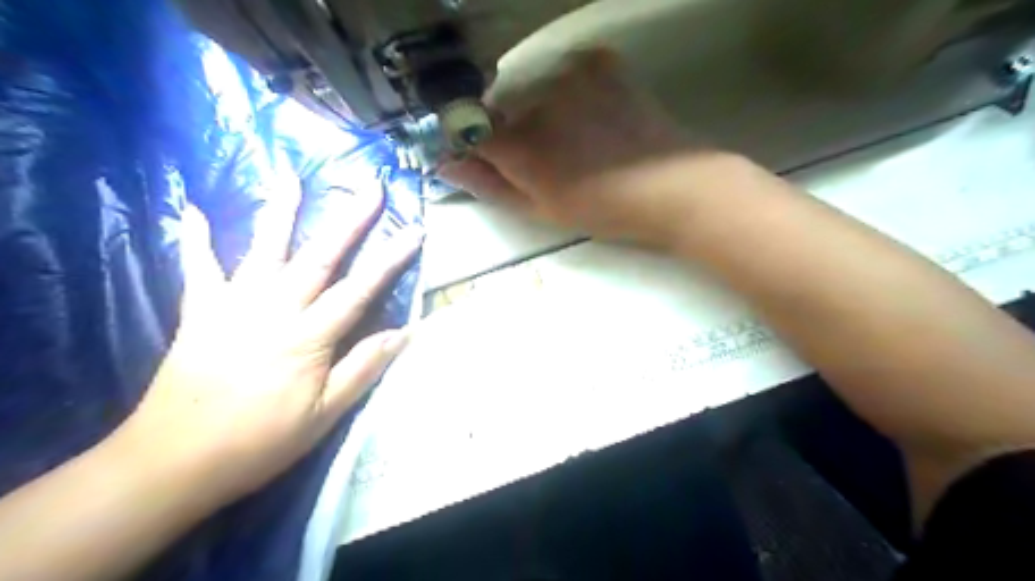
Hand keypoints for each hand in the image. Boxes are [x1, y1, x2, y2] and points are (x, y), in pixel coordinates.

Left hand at [112, 193, 418, 507]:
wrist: (173, 461)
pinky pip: (198, 268)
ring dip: (280, 211)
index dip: (391, 258)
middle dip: (349, 220)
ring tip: (291, 176)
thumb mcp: (325, 414)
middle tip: (370, 187)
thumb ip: (364, 368)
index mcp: (308, 337)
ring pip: (264, 249)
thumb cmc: (259, 441)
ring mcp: (233, 305)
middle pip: (319, 256)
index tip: (414, 230)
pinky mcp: (200, 312)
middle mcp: (274, 309)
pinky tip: (190, 209)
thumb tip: (404, 332)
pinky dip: (194, 238)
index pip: (360, 288)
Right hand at [441, 44, 731, 246]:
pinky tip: (591, 115)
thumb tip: (446, 166)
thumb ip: (490, 186)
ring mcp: (570, 75)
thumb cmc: (603, 209)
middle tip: (545, 158)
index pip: (469, 130)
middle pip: (501, 108)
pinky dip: (569, 91)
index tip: (485, 158)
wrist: (671, 186)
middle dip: (510, 130)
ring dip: (540, 110)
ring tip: (574, 138)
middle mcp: (537, 100)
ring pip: (532, 89)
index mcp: (521, 145)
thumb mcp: (541, 210)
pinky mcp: (600, 62)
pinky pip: (565, 72)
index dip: (473, 145)